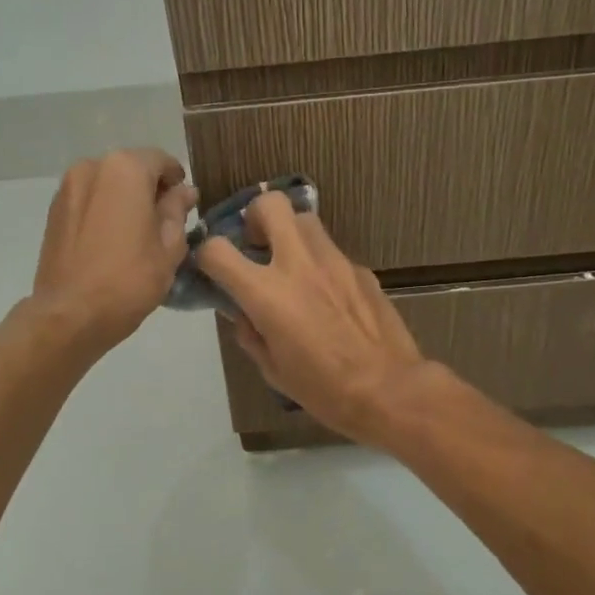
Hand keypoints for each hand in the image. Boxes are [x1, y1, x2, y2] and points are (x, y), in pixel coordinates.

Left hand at [30, 149, 197, 353]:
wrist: (70, 315)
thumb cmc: (130, 279)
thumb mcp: (169, 246)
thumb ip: (177, 210)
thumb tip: (184, 191)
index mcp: (125, 169)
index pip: (161, 161)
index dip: (177, 182)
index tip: (185, 208)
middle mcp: (92, 167)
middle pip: (132, 169)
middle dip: (149, 190)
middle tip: (163, 225)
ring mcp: (67, 188)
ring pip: (108, 184)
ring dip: (125, 200)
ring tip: (135, 237)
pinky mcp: (53, 211)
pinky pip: (89, 201)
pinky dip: (103, 211)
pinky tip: (111, 243)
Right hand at [195, 192, 432, 443]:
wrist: (389, 389)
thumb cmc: (324, 390)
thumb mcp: (272, 370)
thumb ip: (250, 333)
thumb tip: (243, 314)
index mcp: (267, 293)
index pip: (217, 250)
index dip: (206, 254)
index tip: (212, 267)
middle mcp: (298, 264)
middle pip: (271, 205)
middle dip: (255, 216)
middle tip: (257, 244)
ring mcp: (334, 261)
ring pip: (305, 219)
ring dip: (290, 233)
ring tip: (292, 264)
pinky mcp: (360, 269)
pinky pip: (331, 252)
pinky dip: (320, 263)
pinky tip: (328, 295)